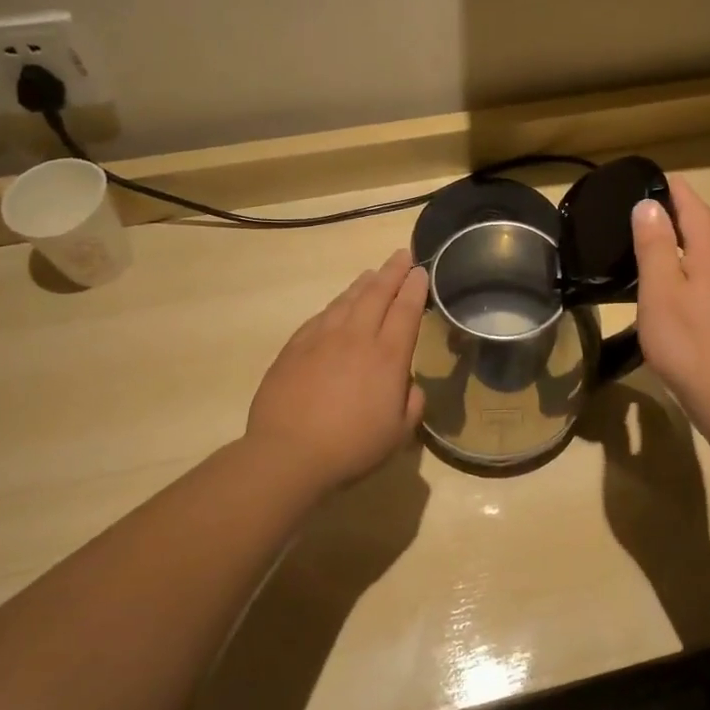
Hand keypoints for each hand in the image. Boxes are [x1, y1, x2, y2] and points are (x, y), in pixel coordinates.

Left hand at [246, 251, 428, 492]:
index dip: (415, 288)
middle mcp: (357, 337)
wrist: (288, 454)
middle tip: (402, 255)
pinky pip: (321, 316)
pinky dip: (335, 304)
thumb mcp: (398, 433)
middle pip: (377, 294)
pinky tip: (337, 305)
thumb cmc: (352, 447)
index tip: (421, 271)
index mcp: (388, 356)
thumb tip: (408, 385)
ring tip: (373, 273)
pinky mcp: (295, 347)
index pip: (406, 310)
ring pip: (347, 300)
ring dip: (363, 283)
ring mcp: (322, 338)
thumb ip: (412, 403)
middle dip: (392, 272)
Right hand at [631, 177, 709, 426]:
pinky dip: (687, 268)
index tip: (644, 178)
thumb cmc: (690, 342)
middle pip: (703, 226)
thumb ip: (655, 245)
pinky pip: (709, 277)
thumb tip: (650, 205)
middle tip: (637, 210)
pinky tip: (669, 285)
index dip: (670, 188)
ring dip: (681, 242)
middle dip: (674, 212)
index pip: (693, 204)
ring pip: (707, 253)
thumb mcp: (661, 290)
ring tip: (647, 242)